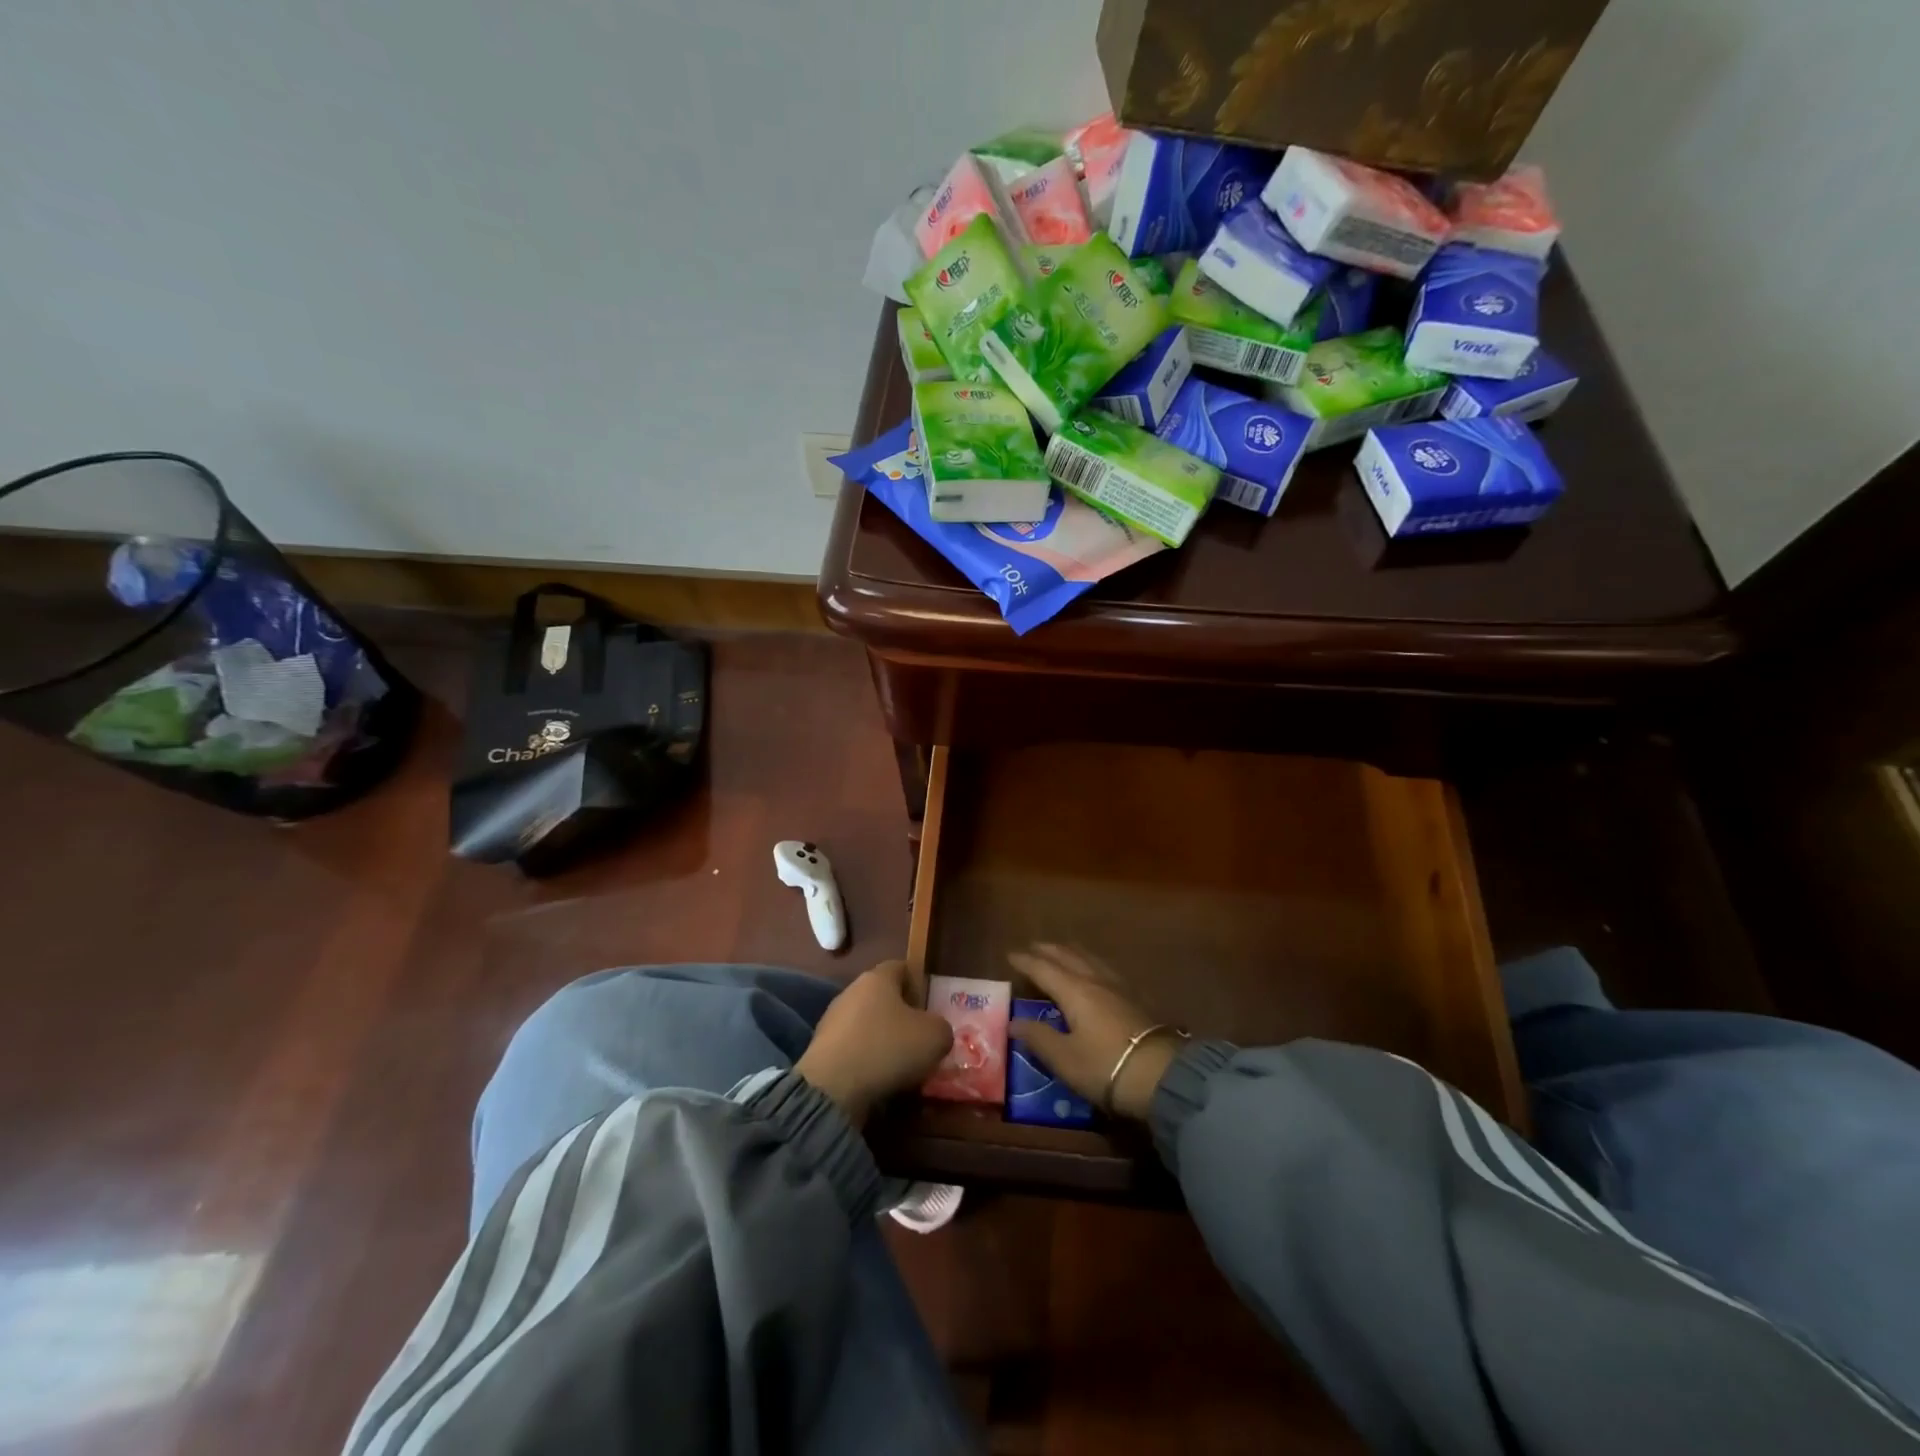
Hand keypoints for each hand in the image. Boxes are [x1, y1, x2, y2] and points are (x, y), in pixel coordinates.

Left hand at [796, 959, 953, 1126]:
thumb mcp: (935, 1037)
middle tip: (919, 1039)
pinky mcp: (821, 1049)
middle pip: (882, 997)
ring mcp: (832, 1020)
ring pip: (866, 1024)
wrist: (832, 1088)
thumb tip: (935, 1030)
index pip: (900, 967)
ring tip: (900, 1066)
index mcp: (878, 978)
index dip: (917, 984)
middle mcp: (852, 991)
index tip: (929, 1008)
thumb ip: (941, 1027)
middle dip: (901, 1016)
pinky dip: (865, 1060)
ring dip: (882, 1040)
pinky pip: (852, 1049)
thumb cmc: (888, 1048)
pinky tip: (877, 1079)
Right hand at [1008, 944, 1182, 1119]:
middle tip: (1034, 947)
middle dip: (1049, 950)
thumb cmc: (1105, 1066)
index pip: (1043, 969)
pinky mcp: (1137, 998)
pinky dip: (1091, 963)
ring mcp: (1120, 987)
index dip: (1025, 961)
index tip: (1010, 954)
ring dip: (1071, 952)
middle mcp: (1095, 980)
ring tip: (1062, 952)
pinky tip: (1096, 972)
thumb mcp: (1064, 1058)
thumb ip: (1038, 1037)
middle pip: (1068, 956)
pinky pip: (1106, 969)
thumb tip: (1014, 1021)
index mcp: (1074, 990)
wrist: (1162, 1076)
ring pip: (1090, 959)